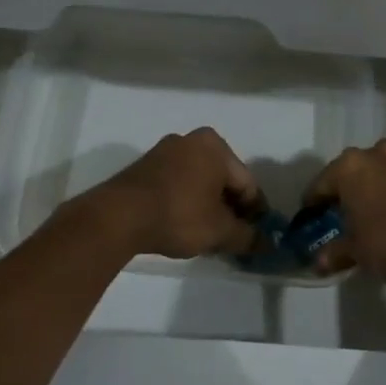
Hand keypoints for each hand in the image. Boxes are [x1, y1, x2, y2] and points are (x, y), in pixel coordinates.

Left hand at [74, 128, 260, 259]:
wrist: (117, 217)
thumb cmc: (178, 215)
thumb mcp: (218, 231)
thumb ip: (247, 236)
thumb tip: (268, 244)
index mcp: (215, 146)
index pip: (247, 183)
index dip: (256, 213)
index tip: (257, 236)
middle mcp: (192, 140)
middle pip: (223, 180)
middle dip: (230, 209)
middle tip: (232, 238)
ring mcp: (165, 151)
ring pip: (199, 182)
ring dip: (208, 207)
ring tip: (207, 236)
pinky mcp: (145, 167)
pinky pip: (178, 184)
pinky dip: (186, 202)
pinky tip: (183, 225)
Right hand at [305, 139, 385, 285]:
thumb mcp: (359, 252)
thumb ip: (337, 253)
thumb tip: (317, 263)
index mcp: (351, 168)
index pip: (323, 182)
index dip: (315, 201)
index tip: (312, 215)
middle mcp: (380, 152)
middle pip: (357, 169)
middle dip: (353, 189)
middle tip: (351, 214)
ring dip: (385, 185)